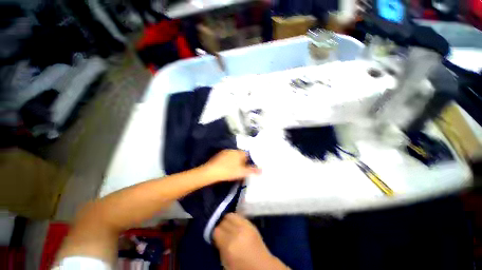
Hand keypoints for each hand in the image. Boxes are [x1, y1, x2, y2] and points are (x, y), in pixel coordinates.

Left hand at [201, 150, 259, 182]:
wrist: (211, 172)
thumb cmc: (229, 171)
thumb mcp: (242, 172)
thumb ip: (252, 170)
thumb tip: (262, 170)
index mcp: (239, 152)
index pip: (248, 154)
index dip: (250, 160)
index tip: (250, 166)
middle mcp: (233, 150)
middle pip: (241, 155)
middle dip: (244, 161)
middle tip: (244, 169)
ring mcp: (226, 152)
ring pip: (234, 156)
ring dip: (237, 161)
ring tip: (236, 169)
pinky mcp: (220, 155)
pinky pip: (228, 157)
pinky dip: (230, 161)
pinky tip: (228, 168)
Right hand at [213, 213, 287, 269]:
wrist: (262, 266)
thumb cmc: (242, 268)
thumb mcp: (226, 262)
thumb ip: (220, 248)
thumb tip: (217, 237)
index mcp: (229, 245)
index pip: (216, 230)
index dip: (215, 234)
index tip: (216, 237)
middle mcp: (237, 232)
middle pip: (223, 221)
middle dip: (220, 226)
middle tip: (221, 232)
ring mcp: (245, 226)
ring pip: (231, 215)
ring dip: (227, 220)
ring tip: (228, 226)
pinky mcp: (251, 224)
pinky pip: (239, 216)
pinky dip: (235, 218)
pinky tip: (235, 224)